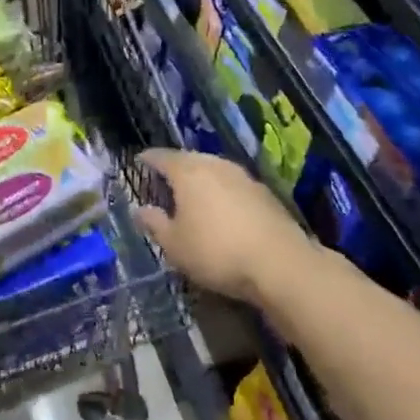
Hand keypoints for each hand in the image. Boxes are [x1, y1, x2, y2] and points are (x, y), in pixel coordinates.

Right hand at [135, 148, 311, 306]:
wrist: (280, 263)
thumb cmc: (216, 251)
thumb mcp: (175, 245)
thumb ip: (155, 224)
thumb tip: (139, 210)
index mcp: (187, 171)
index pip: (161, 157)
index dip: (148, 159)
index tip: (140, 161)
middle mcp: (213, 164)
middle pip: (188, 159)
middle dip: (175, 167)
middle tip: (165, 181)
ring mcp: (241, 175)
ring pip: (213, 169)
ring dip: (201, 178)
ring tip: (193, 194)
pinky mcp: (263, 192)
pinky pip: (233, 184)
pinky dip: (222, 191)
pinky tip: (223, 209)